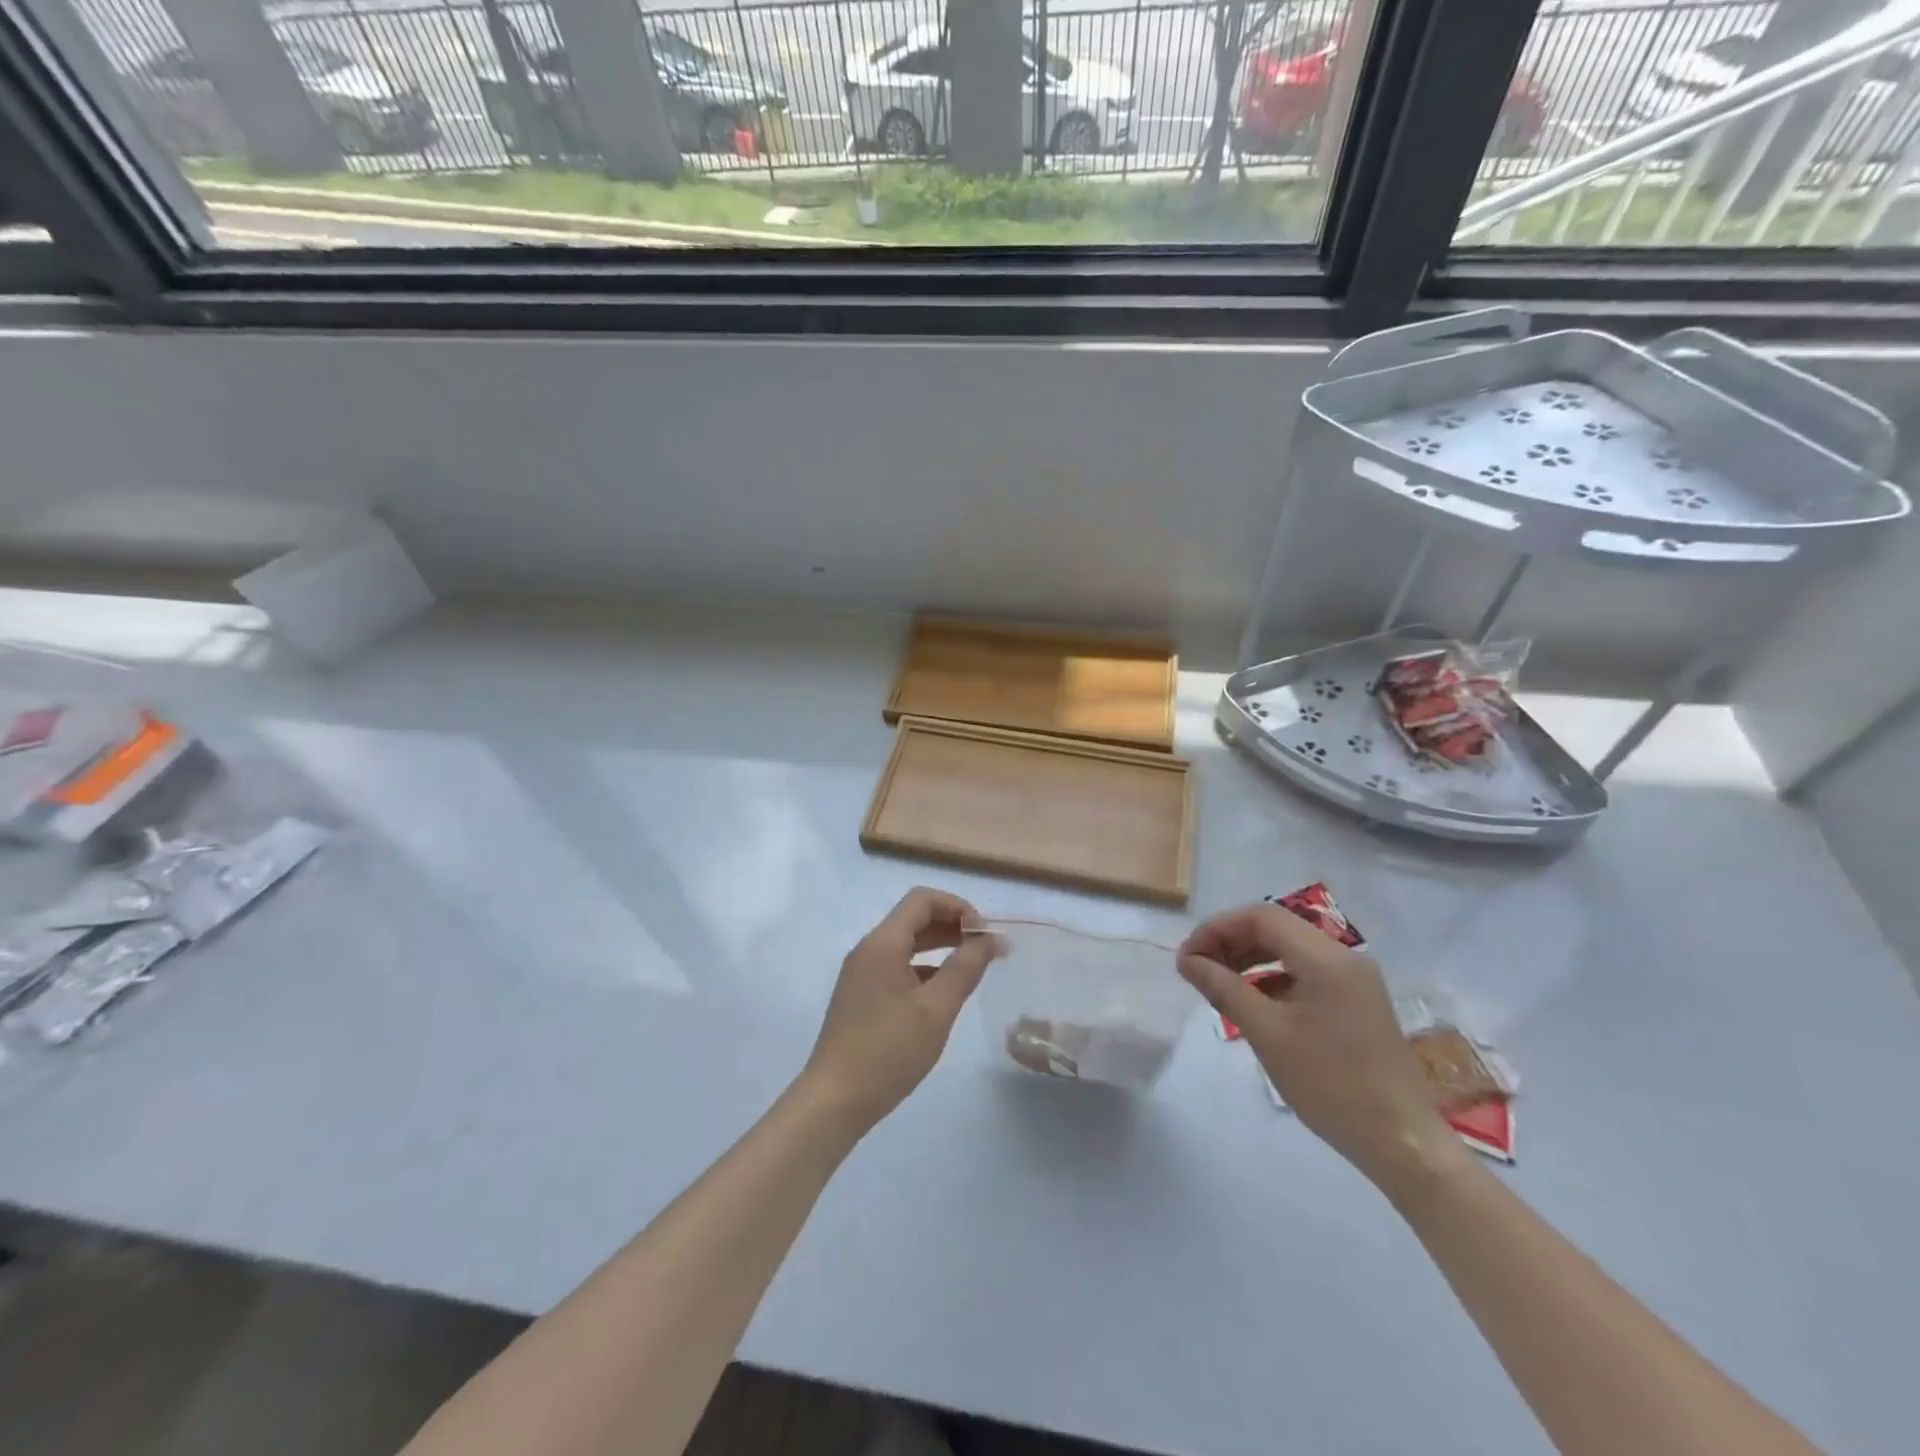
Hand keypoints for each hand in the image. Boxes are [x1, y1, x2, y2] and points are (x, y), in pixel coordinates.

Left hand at [799, 888, 997, 1135]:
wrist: (834, 1101)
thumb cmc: (888, 1052)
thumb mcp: (936, 1010)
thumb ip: (965, 968)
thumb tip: (989, 939)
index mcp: (883, 943)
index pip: (922, 900)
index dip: (958, 907)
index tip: (985, 933)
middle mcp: (868, 949)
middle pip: (914, 918)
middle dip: (953, 925)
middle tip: (987, 948)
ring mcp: (861, 972)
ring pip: (906, 942)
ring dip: (940, 945)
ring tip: (973, 965)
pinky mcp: (861, 994)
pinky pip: (897, 965)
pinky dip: (925, 967)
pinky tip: (944, 990)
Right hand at [1178, 904, 1467, 1198]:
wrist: (1403, 1143)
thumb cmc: (1330, 1086)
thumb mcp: (1268, 1035)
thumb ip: (1224, 988)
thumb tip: (1188, 961)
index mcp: (1326, 958)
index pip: (1261, 917)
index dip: (1217, 929)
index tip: (1187, 957)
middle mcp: (1344, 957)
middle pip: (1275, 928)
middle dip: (1230, 942)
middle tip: (1196, 969)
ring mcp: (1355, 979)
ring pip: (1290, 949)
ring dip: (1250, 959)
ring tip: (1217, 984)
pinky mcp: (1358, 1000)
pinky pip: (1306, 972)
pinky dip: (1273, 977)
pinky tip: (1252, 1001)